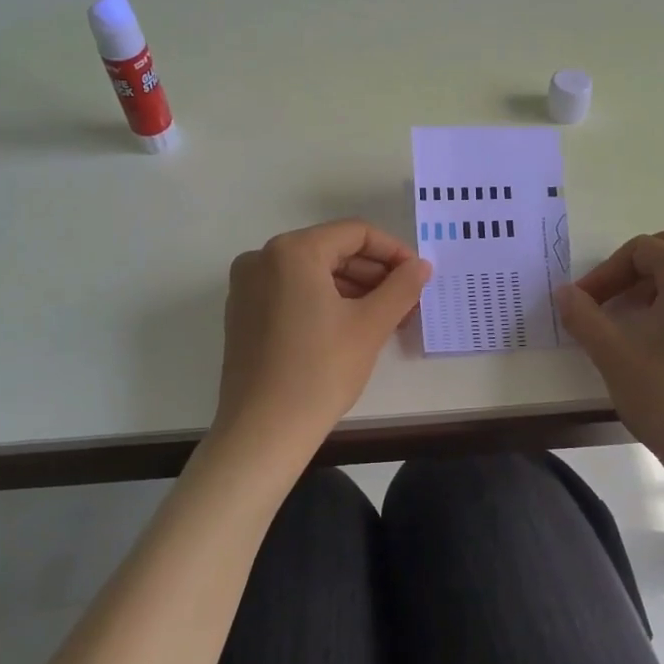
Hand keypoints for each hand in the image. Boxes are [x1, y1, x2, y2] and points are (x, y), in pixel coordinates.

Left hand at [214, 220, 431, 452]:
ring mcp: (246, 286)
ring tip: (386, 317)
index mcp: (292, 250)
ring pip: (311, 273)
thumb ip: (401, 286)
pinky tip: (350, 327)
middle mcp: (262, 258)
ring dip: (352, 289)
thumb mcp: (370, 325)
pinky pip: (291, 292)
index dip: (393, 251)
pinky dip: (323, 301)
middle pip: (331, 251)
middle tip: (406, 301)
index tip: (418, 276)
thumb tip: (421, 265)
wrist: (264, 431)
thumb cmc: (320, 371)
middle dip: (373, 273)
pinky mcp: (242, 313)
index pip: (355, 233)